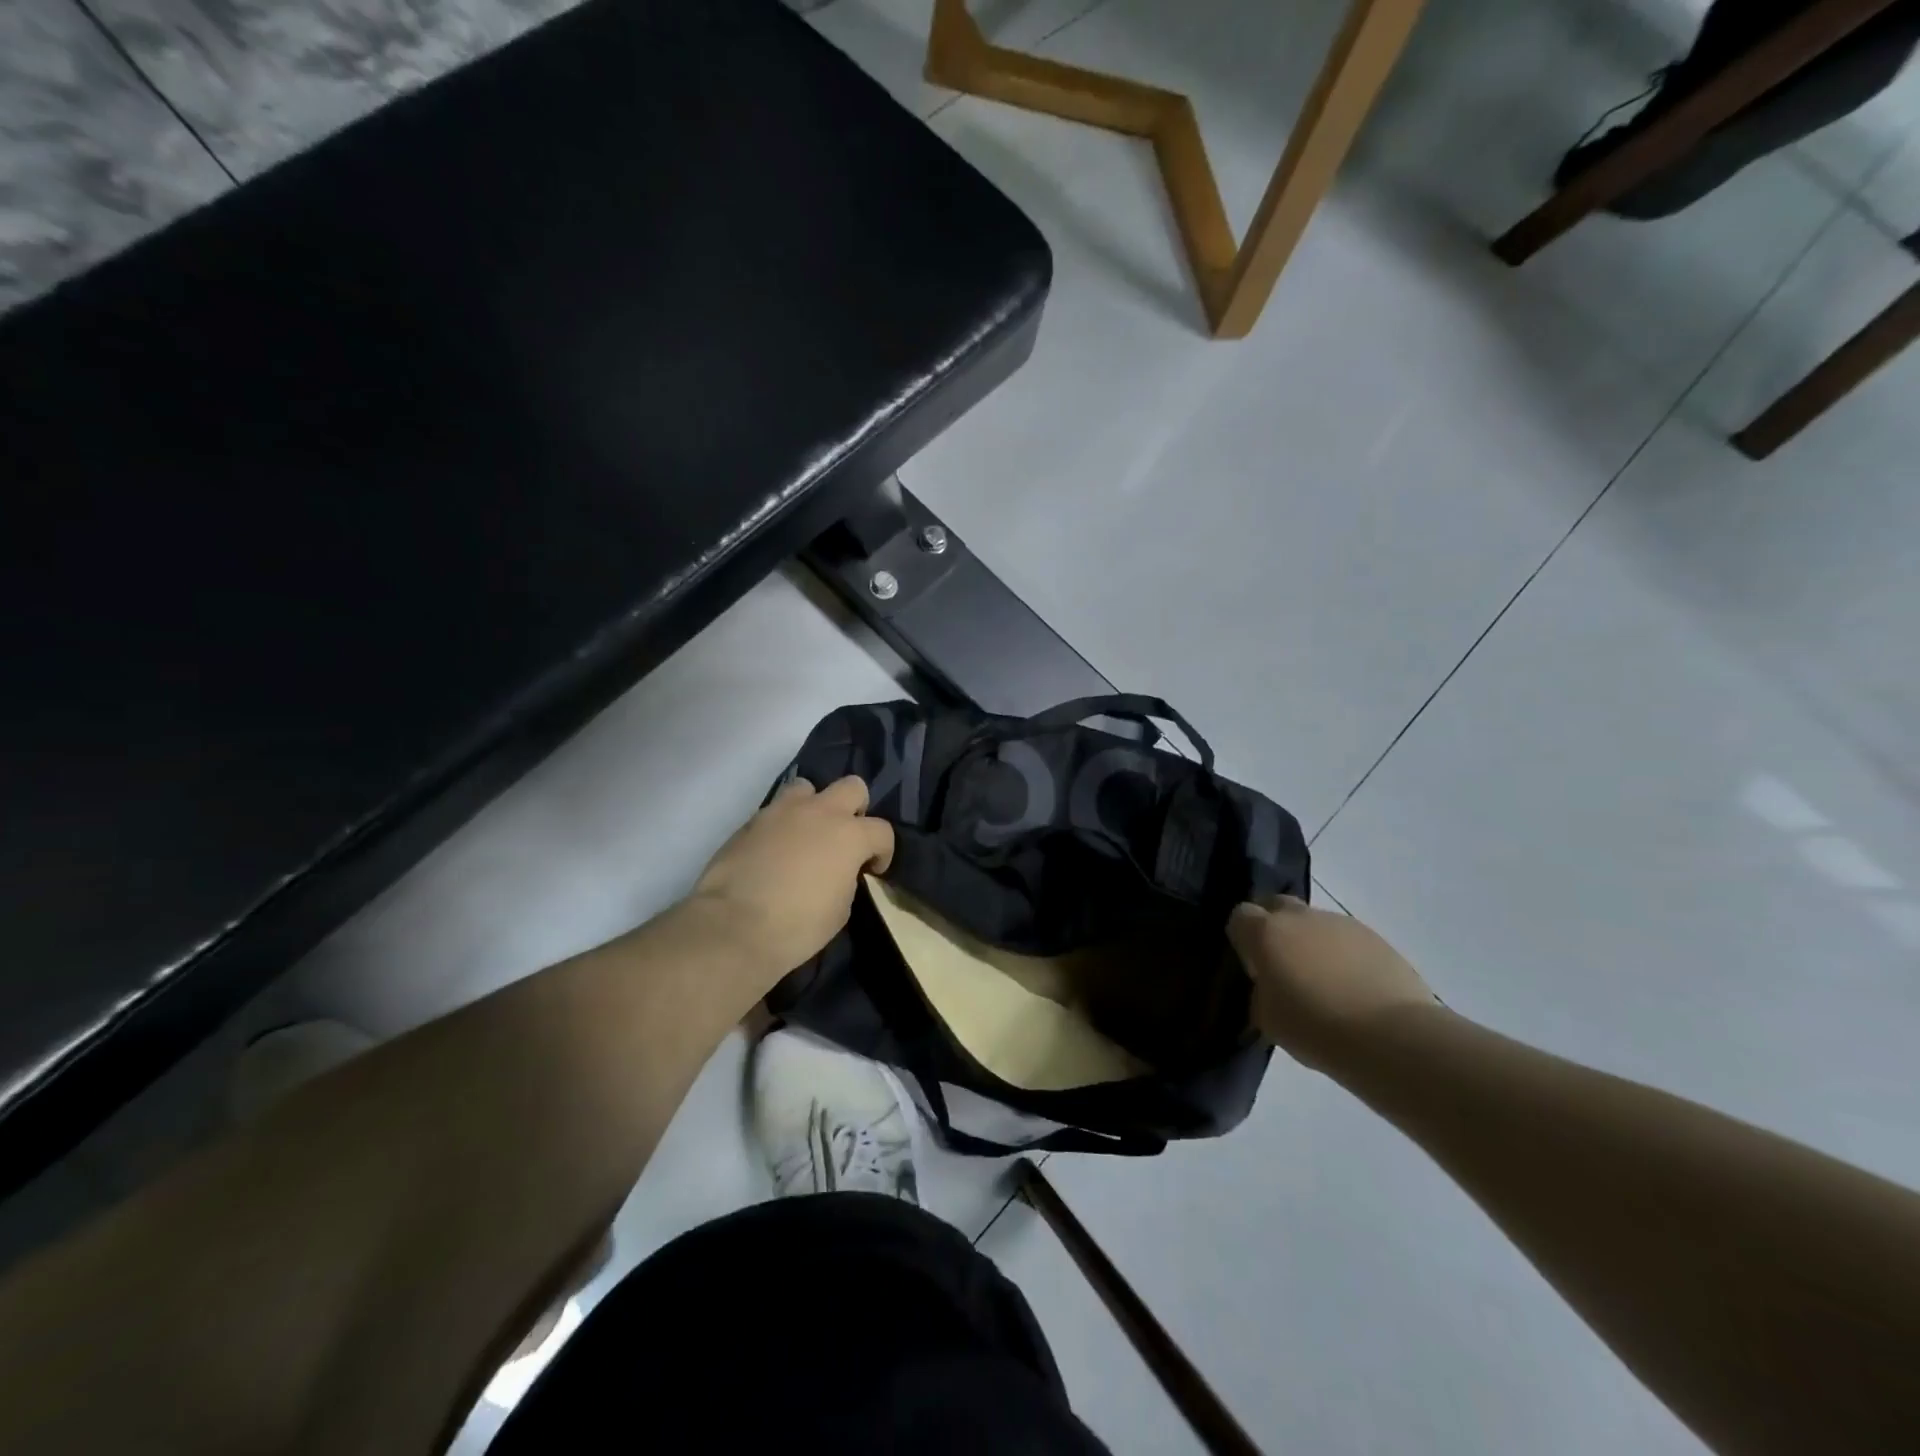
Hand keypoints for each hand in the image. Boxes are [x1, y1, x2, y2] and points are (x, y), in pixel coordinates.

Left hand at [689, 776, 893, 978]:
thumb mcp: (840, 909)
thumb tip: (838, 870)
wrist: (733, 926)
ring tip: (806, 835)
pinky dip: (782, 825)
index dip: (883, 851)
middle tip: (844, 838)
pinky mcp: (751, 821)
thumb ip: (846, 878)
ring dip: (813, 807)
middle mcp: (819, 812)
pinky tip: (775, 852)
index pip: (882, 831)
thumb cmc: (798, 926)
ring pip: (807, 788)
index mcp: (849, 835)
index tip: (872, 870)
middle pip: (852, 786)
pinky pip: (775, 811)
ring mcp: (782, 811)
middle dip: (855, 809)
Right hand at [1227, 895, 1438, 1071]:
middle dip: (1275, 928)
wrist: (1393, 1037)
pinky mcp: (1376, 938)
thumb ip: (1261, 991)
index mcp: (1266, 932)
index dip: (1242, 939)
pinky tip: (1354, 989)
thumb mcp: (1268, 1018)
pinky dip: (1344, 956)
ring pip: (1315, 923)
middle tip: (1283, 966)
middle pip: (1277, 906)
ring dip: (1312, 943)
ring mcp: (1341, 923)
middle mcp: (1301, 917)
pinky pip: (1347, 940)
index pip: (1240, 916)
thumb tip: (1269, 985)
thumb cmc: (1317, 1028)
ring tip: (1325, 984)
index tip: (1252, 966)